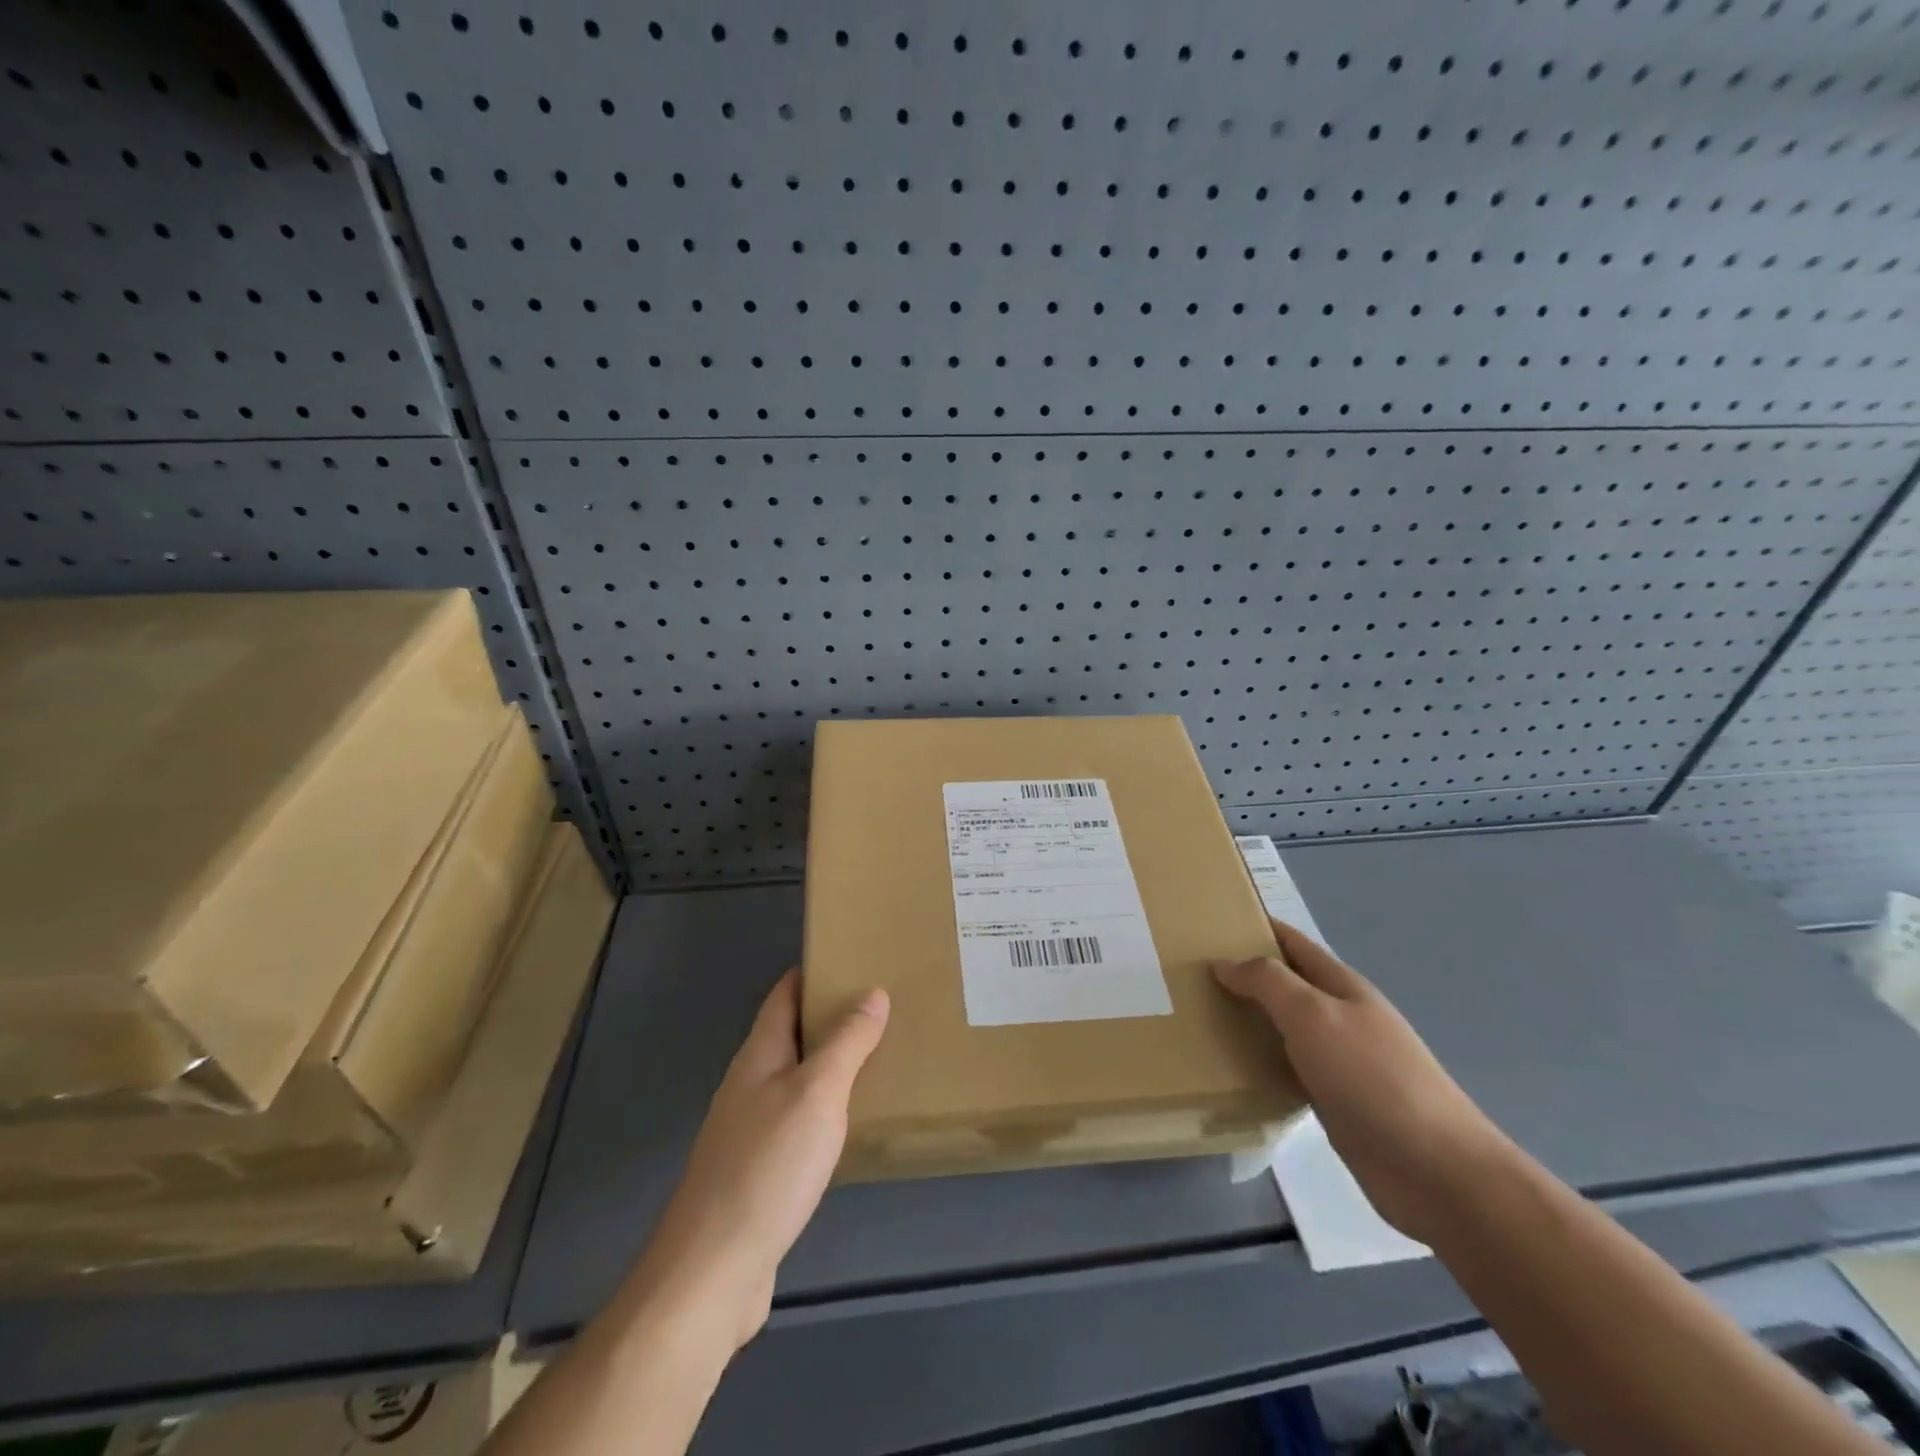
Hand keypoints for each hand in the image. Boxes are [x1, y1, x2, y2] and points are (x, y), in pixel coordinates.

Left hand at [625, 970, 888, 1349]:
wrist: (714, 1272)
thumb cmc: (767, 1167)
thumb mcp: (817, 1093)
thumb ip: (847, 1042)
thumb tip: (873, 991)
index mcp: (759, 1055)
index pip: (784, 995)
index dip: (814, 972)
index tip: (854, 957)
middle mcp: (750, 1084)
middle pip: (791, 1034)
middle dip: (831, 1016)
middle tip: (884, 1006)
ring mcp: (750, 1129)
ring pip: (796, 1078)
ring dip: (831, 1063)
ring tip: (879, 1055)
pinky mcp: (759, 1171)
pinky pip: (798, 1119)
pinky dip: (826, 1107)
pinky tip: (852, 1121)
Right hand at [1215, 920, 1513, 1244]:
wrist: (1436, 1171)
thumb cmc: (1373, 1078)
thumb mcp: (1314, 1015)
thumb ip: (1268, 982)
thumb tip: (1224, 962)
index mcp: (1341, 986)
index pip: (1292, 943)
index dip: (1256, 927)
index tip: (1209, 921)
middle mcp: (1340, 1017)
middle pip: (1285, 985)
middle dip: (1243, 974)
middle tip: (1189, 973)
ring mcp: (1339, 1061)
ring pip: (1282, 1028)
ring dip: (1247, 1020)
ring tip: (1198, 1016)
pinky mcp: (1334, 1102)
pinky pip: (1287, 1069)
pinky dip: (1259, 1063)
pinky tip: (1231, 1069)